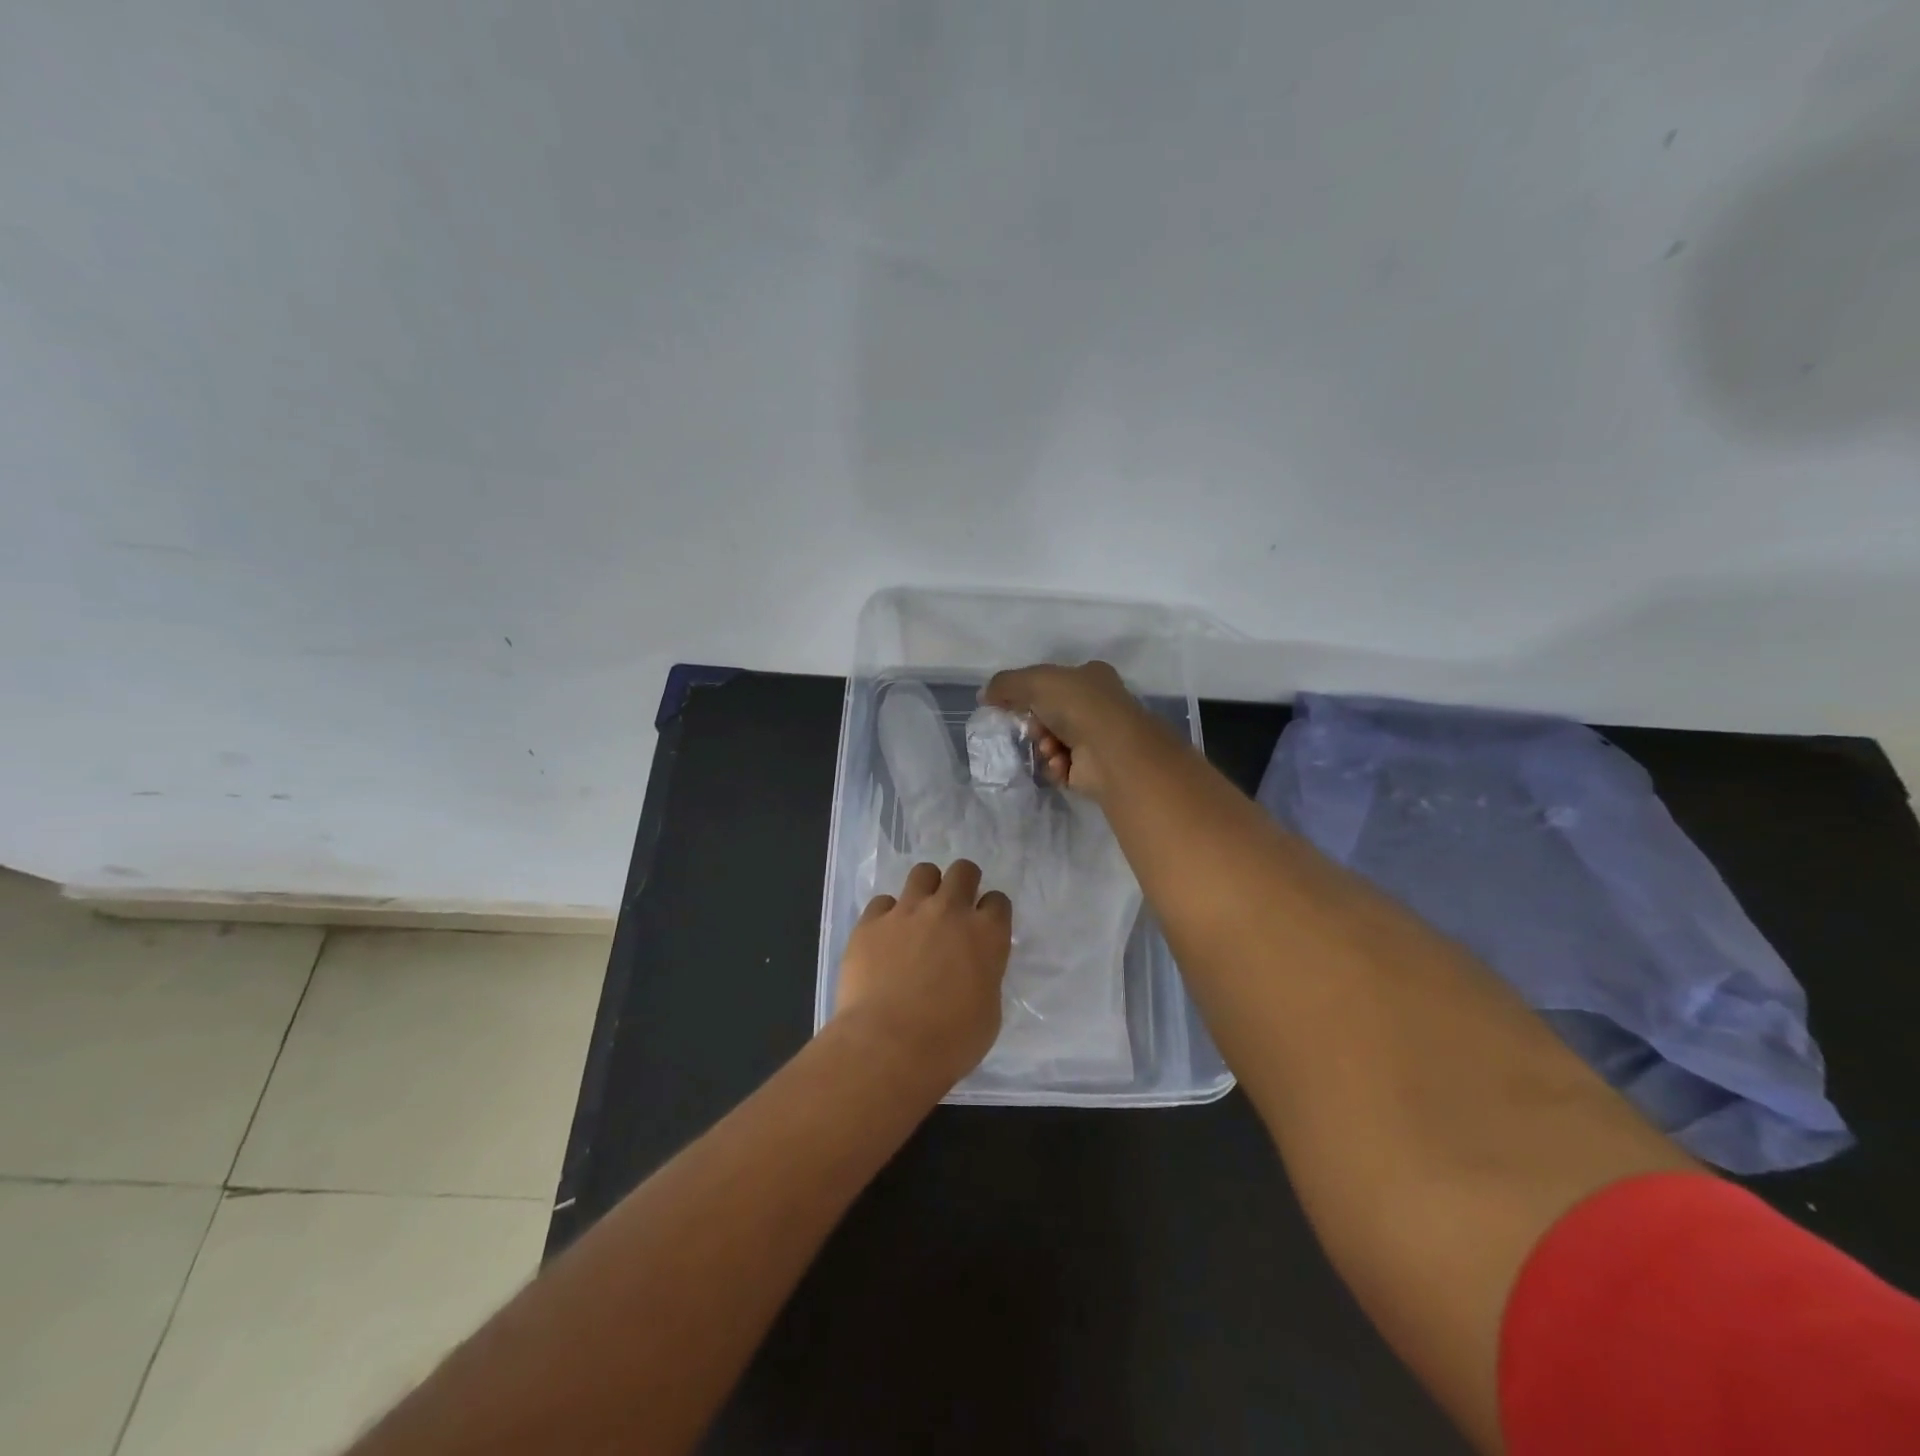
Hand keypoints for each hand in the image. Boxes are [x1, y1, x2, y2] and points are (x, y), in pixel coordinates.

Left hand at [835, 860, 1011, 1084]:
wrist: (888, 1046)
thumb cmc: (950, 1041)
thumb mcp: (988, 1012)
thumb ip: (984, 977)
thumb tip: (973, 970)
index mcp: (986, 935)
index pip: (998, 901)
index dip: (992, 911)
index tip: (985, 926)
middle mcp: (949, 911)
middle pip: (963, 871)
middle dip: (963, 882)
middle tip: (955, 906)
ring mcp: (907, 911)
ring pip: (923, 872)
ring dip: (926, 887)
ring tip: (919, 912)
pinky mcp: (871, 922)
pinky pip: (882, 902)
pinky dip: (887, 915)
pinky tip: (884, 937)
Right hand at [983, 660, 1153, 798]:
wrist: (1111, 751)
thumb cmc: (1077, 706)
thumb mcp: (1035, 681)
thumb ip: (1005, 684)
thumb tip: (984, 695)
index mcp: (1091, 677)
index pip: (1054, 682)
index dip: (1031, 693)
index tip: (1014, 704)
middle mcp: (1098, 706)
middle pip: (1051, 714)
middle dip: (1037, 724)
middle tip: (1035, 729)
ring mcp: (1098, 738)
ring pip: (1053, 741)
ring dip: (1044, 746)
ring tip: (1050, 749)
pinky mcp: (1094, 768)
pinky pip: (1061, 766)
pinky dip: (1055, 766)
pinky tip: (1060, 764)